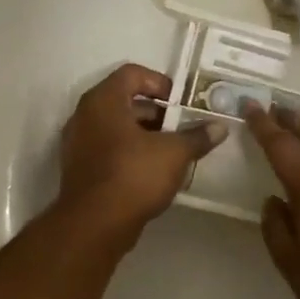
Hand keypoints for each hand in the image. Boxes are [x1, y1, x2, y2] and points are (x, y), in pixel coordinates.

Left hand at [59, 64, 222, 244]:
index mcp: (104, 101)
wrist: (95, 225)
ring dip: (146, 134)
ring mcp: (79, 143)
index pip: (132, 74)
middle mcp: (85, 116)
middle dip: (158, 113)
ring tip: (175, 150)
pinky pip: (110, 149)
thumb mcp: (174, 153)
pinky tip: (155, 171)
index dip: (160, 82)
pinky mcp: (81, 169)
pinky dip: (132, 152)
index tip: (181, 102)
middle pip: (125, 101)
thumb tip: (220, 127)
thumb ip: (197, 137)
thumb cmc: (133, 176)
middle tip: (183, 126)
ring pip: (118, 128)